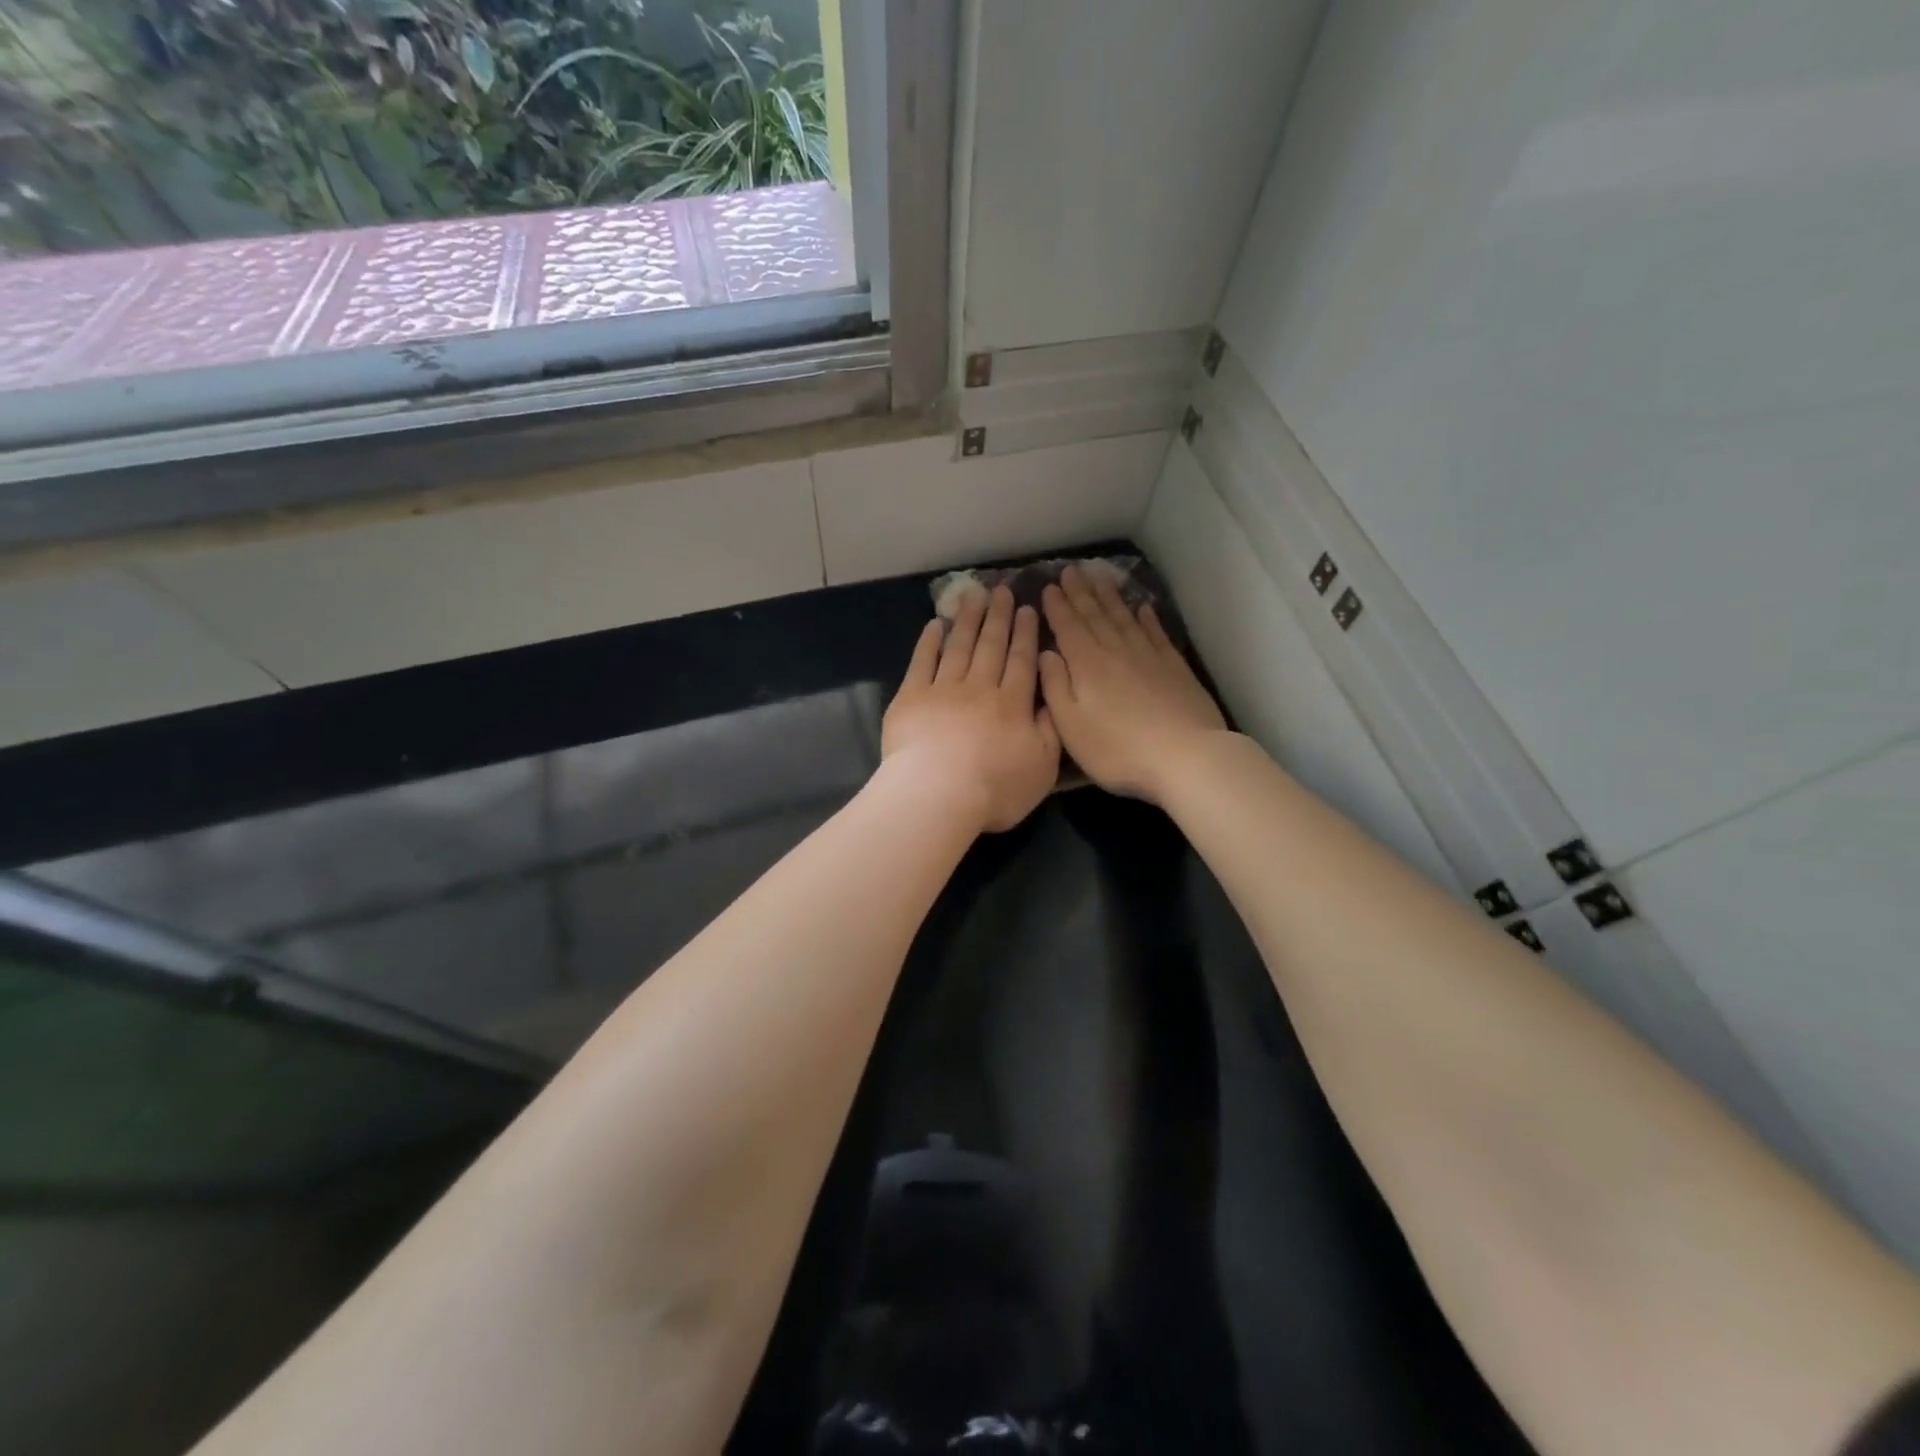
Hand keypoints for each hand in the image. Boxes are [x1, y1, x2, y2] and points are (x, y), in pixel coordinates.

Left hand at [883, 585, 1061, 833]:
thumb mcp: (1042, 767)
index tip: (1027, 609)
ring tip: (974, 595)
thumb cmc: (995, 788)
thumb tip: (1052, 699)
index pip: (1022, 661)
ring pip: (959, 646)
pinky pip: (922, 661)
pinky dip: (929, 641)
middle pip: (991, 646)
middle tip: (1002, 590)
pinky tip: (935, 624)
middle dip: (999, 616)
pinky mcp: (911, 697)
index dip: (1025, 634)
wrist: (937, 795)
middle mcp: (980, 688)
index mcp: (1013, 704)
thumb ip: (1050, 730)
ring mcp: (943, 689)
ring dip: (968, 619)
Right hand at [1038, 565, 1229, 803]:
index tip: (1049, 585)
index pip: (1068, 627)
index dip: (1057, 606)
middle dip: (1081, 592)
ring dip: (1109, 597)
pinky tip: (1142, 607)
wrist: (1184, 755)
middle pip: (1095, 615)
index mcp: (1086, 665)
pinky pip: (1155, 633)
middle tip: (1071, 570)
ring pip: (1123, 618)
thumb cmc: (1117, 748)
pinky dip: (1147, 618)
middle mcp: (1115, 651)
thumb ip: (1055, 686)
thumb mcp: (1070, 726)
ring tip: (1099, 577)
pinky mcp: (1173, 666)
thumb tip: (1045, 653)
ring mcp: (1148, 656)